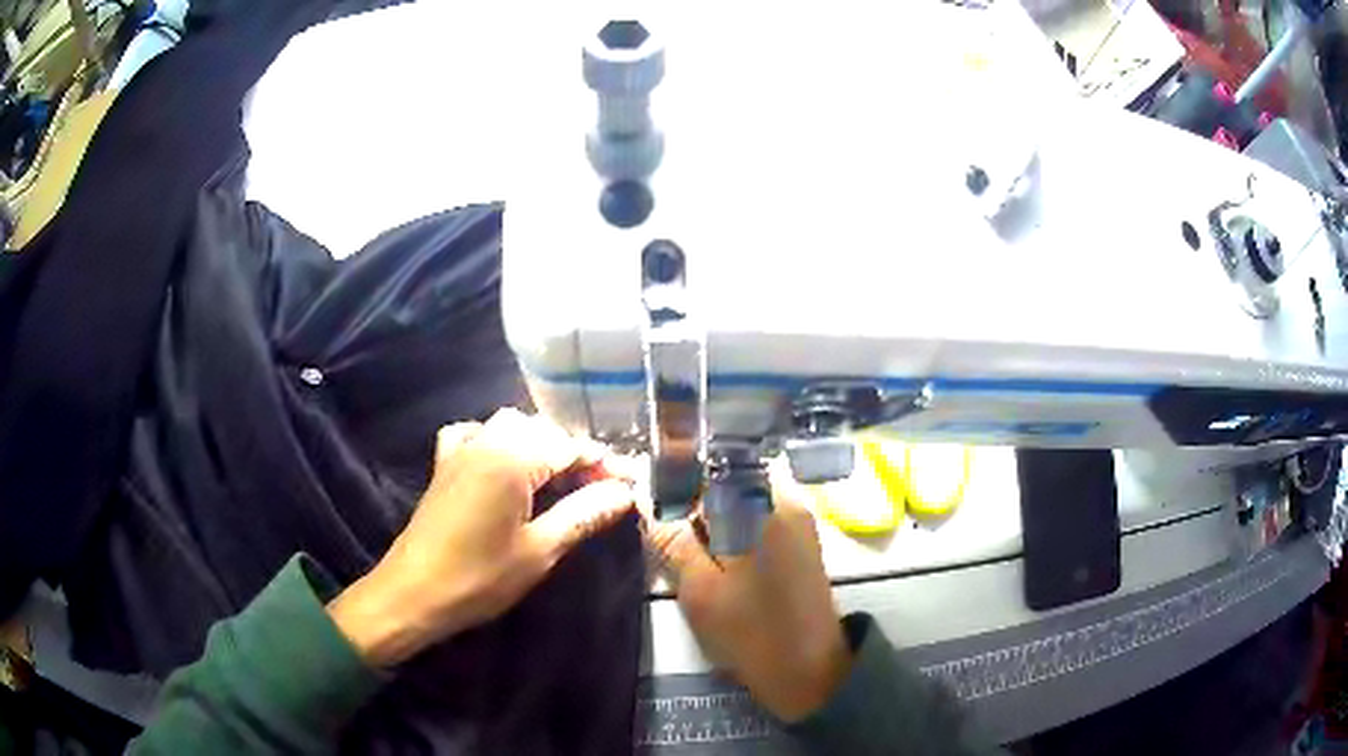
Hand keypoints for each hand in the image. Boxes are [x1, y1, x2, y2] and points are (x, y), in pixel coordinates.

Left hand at [329, 409, 635, 667]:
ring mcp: (460, 449)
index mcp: (511, 457)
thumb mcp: (540, 550)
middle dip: (576, 454)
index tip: (633, 485)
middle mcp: (486, 440)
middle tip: (601, 489)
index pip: (571, 446)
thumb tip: (626, 493)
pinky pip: (476, 434)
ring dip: (541, 445)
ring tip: (562, 479)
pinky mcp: (444, 464)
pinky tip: (506, 464)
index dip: (605, 464)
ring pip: (511, 427)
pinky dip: (498, 441)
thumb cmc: (479, 577)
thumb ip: (583, 514)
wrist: (413, 593)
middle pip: (543, 431)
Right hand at [646, 477, 851, 722]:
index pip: (703, 466)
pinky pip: (756, 513)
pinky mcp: (802, 537)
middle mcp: (783, 497)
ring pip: (739, 495)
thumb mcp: (699, 589)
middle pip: (723, 475)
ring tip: (685, 545)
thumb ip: (672, 539)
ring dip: (709, 512)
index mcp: (758, 504)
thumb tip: (643, 498)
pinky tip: (714, 554)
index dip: (669, 477)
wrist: (811, 670)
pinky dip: (731, 525)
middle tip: (662, 529)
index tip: (642, 495)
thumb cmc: (752, 632)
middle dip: (689, 496)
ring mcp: (797, 516)